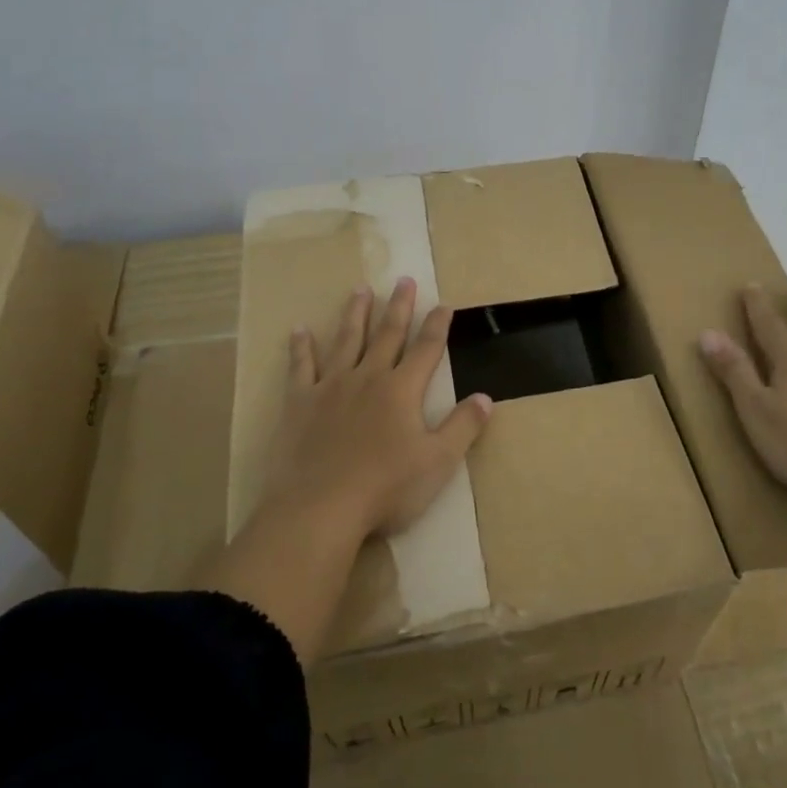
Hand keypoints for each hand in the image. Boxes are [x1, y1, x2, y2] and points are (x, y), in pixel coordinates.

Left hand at [267, 277, 492, 537]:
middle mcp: (367, 378)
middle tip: (404, 279)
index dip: (437, 326)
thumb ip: (463, 427)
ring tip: (360, 289)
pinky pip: (301, 367)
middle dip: (399, 307)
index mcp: (402, 390)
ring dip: (355, 314)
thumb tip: (486, 397)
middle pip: (387, 334)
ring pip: (346, 341)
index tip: (444, 304)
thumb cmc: (385, 488)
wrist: (319, 508)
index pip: (426, 349)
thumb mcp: (438, 462)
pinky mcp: (299, 403)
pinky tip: (299, 330)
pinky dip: (300, 347)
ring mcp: (330, 387)